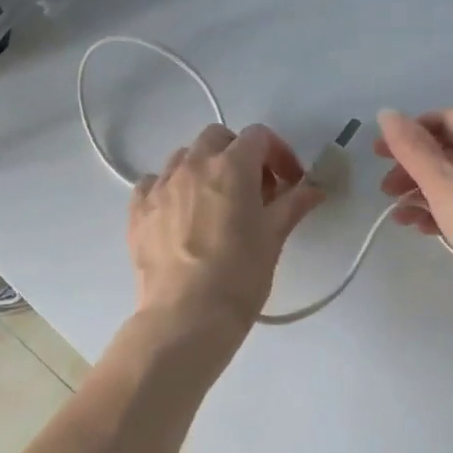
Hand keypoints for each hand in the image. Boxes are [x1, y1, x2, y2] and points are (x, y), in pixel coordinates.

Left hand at [129, 122, 324, 333]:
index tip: (289, 181)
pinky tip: (180, 214)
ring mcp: (160, 186)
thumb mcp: (273, 237)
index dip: (279, 153)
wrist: (186, 316)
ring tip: (216, 202)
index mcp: (231, 166)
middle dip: (239, 154)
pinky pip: (153, 183)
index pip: (258, 136)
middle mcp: (192, 165)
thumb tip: (315, 189)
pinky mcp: (138, 210)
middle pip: (217, 137)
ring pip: (183, 157)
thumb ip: (294, 204)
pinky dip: (170, 188)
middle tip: (254, 189)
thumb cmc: (239, 275)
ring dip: (204, 168)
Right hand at [375, 108, 452, 321]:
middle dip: (414, 169)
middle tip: (386, 190)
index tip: (379, 155)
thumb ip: (411, 148)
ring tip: (399, 216)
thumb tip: (387, 113)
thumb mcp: (443, 183)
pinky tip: (423, 228)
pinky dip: (448, 209)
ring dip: (426, 193)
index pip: (445, 118)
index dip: (408, 134)